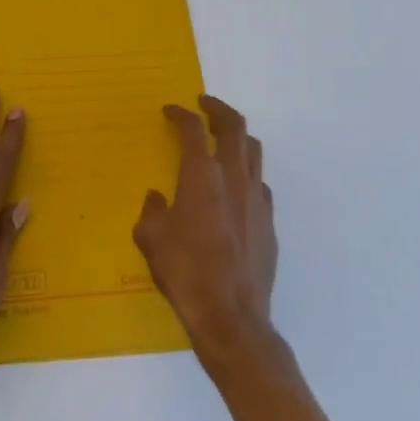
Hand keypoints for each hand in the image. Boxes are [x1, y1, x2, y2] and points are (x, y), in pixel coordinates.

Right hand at [135, 95, 277, 364]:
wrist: (230, 316)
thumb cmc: (184, 272)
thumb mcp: (150, 238)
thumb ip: (152, 210)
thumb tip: (158, 198)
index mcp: (202, 176)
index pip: (193, 130)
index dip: (180, 114)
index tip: (171, 110)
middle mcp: (234, 178)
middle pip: (234, 126)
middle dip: (217, 109)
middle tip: (204, 105)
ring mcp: (256, 199)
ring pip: (253, 150)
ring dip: (237, 136)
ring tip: (222, 139)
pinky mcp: (269, 222)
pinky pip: (260, 183)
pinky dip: (246, 172)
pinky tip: (234, 188)